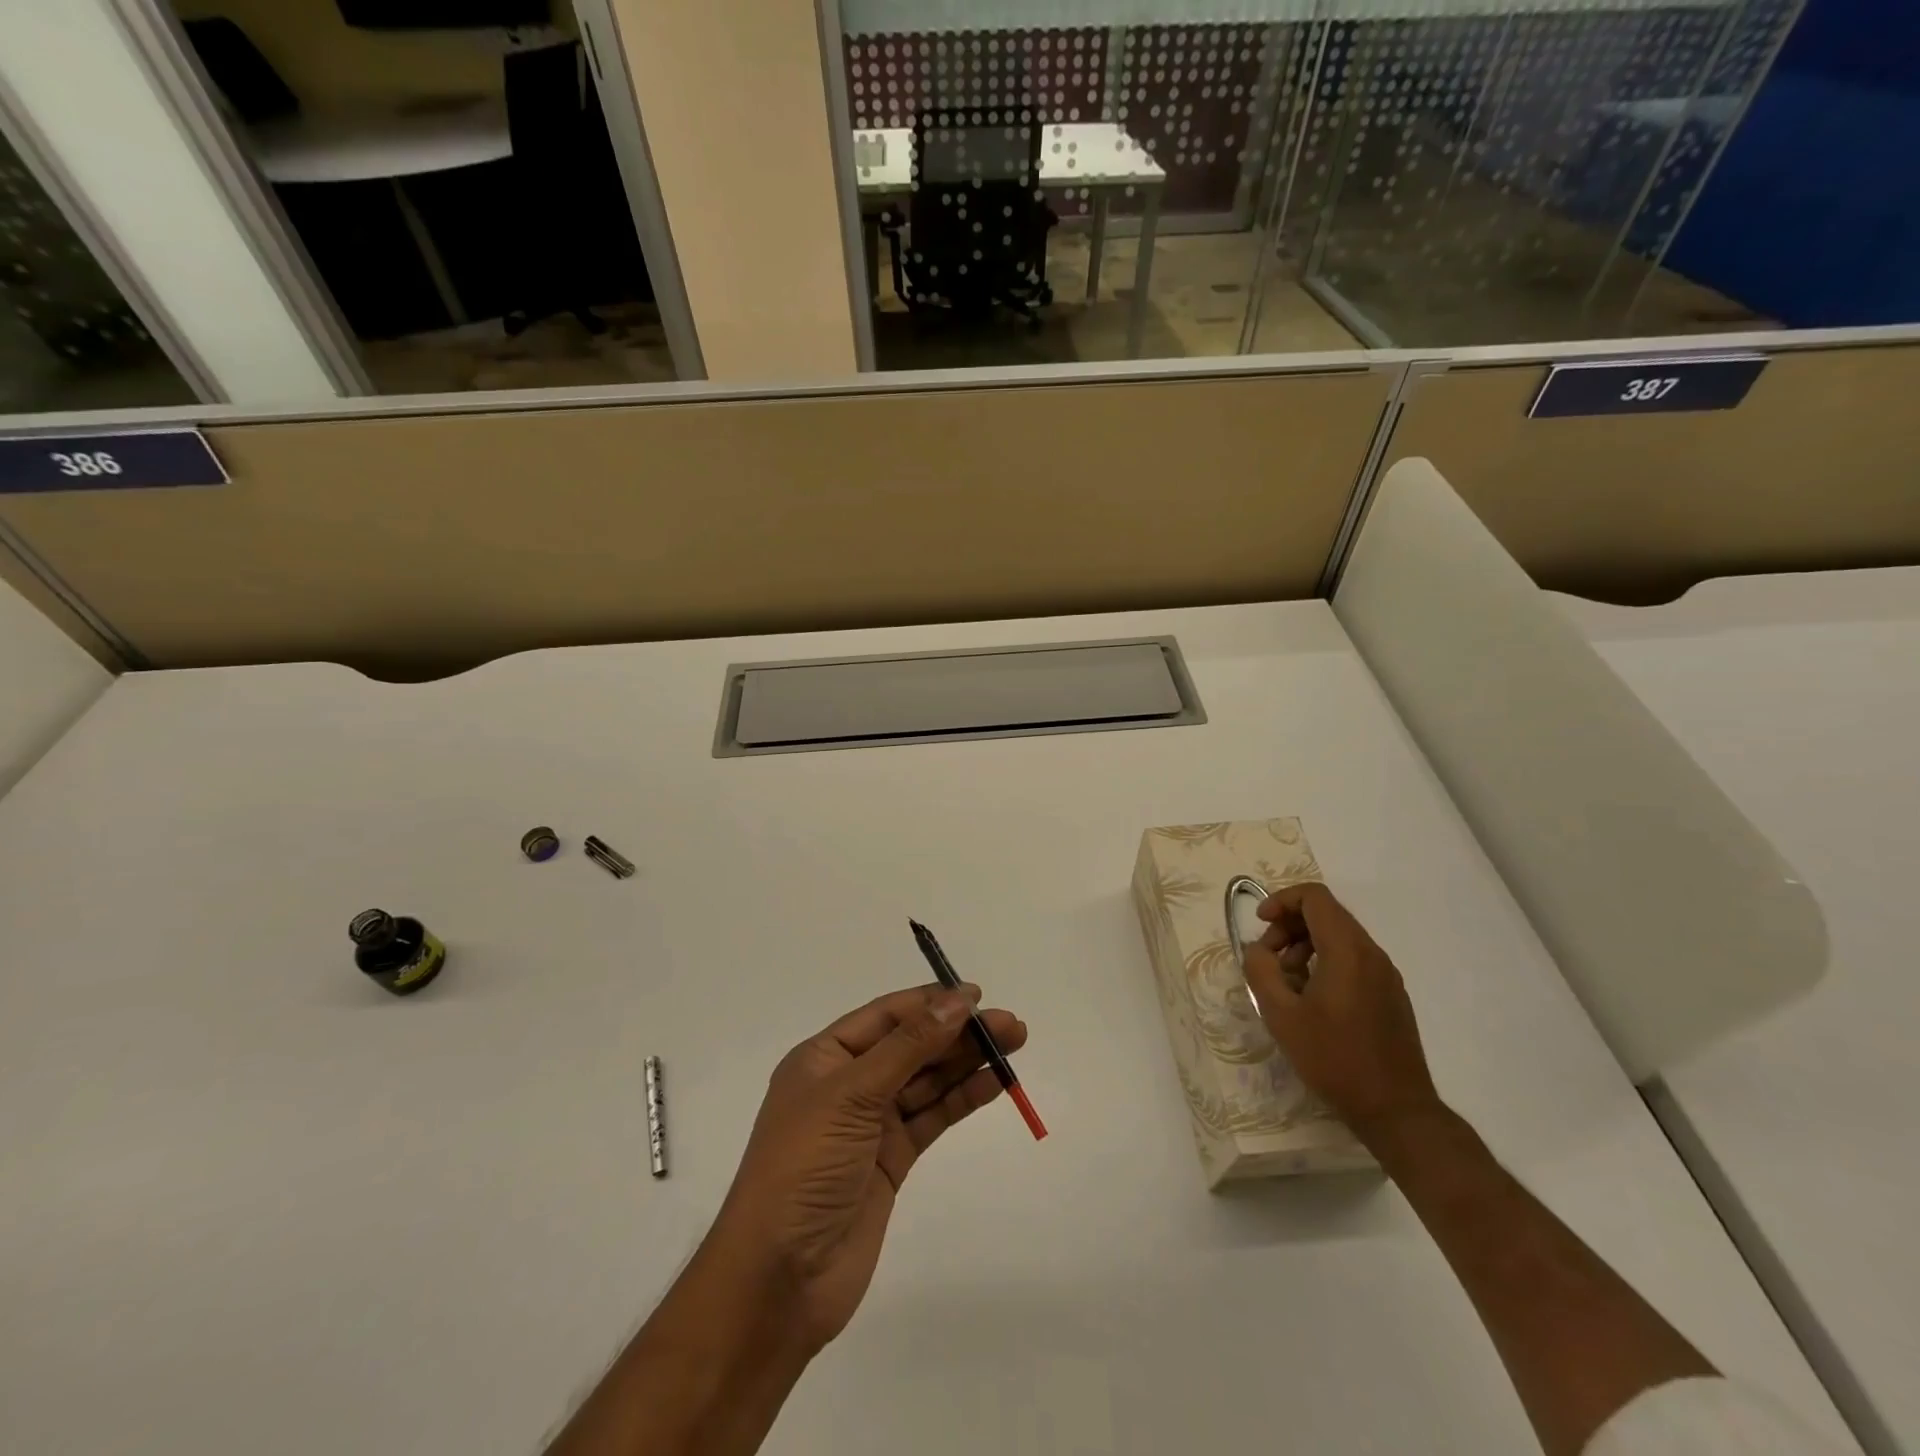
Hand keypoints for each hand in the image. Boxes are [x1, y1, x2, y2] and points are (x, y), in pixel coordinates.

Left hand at [707, 983, 1028, 1353]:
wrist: (779, 1280)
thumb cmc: (804, 1167)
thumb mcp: (851, 1095)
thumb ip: (908, 1047)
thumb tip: (955, 1002)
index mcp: (824, 1058)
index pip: (885, 1016)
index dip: (930, 1003)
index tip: (975, 996)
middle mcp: (848, 1084)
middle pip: (911, 1045)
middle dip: (957, 1032)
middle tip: (1009, 1024)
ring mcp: (871, 1124)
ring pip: (927, 1080)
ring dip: (967, 1061)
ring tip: (1013, 1043)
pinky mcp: (892, 1160)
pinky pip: (933, 1117)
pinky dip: (962, 1098)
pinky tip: (995, 1082)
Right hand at [1242, 882, 1440, 1139]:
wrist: (1397, 1111)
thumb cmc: (1335, 1059)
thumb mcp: (1281, 1015)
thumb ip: (1261, 971)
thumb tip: (1257, 950)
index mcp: (1347, 951)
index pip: (1314, 898)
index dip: (1281, 901)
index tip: (1261, 925)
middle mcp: (1372, 954)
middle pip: (1327, 914)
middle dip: (1289, 926)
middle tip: (1268, 959)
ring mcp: (1386, 975)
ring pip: (1340, 938)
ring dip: (1305, 946)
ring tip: (1286, 983)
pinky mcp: (1391, 995)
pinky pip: (1354, 960)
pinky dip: (1325, 963)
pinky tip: (1311, 1001)